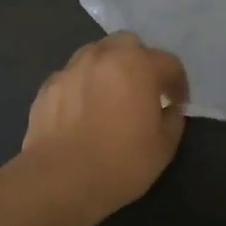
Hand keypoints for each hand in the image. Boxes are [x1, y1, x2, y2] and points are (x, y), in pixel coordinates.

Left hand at [20, 32, 189, 219]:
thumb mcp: (164, 147)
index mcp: (138, 66)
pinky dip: (83, 84)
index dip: (178, 83)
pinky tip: (83, 109)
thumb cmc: (120, 163)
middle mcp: (104, 56)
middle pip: (129, 44)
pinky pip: (73, 75)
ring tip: (111, 95)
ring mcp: (71, 68)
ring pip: (97, 53)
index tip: (177, 103)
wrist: (59, 181)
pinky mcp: (48, 86)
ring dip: (110, 67)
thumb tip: (169, 109)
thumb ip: (173, 119)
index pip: (168, 62)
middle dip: (141, 61)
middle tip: (144, 89)